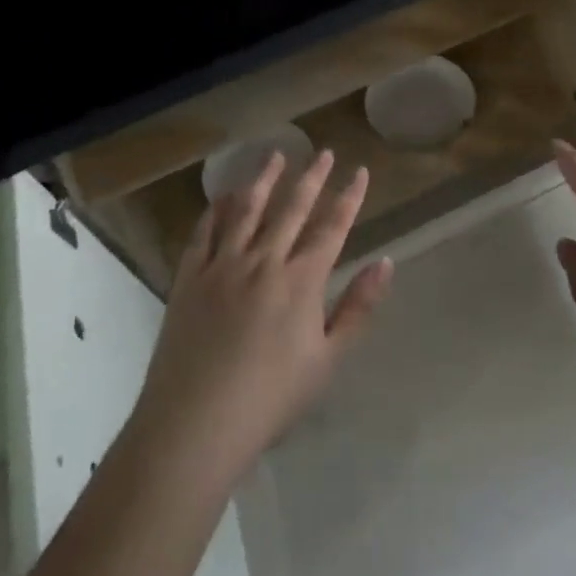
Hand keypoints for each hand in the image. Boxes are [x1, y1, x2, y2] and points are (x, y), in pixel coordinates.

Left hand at [128, 149, 392, 487]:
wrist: (196, 423)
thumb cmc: (271, 399)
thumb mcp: (327, 360)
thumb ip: (358, 308)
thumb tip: (386, 262)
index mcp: (301, 281)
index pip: (332, 227)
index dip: (348, 197)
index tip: (359, 171)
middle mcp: (263, 261)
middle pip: (292, 209)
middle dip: (311, 177)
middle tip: (323, 152)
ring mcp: (222, 266)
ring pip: (247, 209)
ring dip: (264, 179)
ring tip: (276, 155)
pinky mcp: (189, 277)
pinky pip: (205, 232)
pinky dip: (217, 209)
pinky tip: (224, 196)